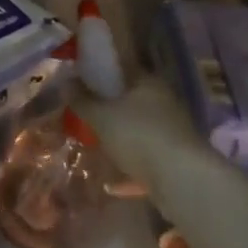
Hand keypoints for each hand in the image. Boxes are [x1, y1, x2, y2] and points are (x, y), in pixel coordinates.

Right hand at [80, 73, 211, 194]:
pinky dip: (132, 158)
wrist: (181, 179)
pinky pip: (147, 151)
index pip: (122, 68)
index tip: (81, 83)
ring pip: (140, 125)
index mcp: (148, 82)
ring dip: (122, 133)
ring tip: (98, 143)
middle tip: (86, 115)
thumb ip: (82, 99)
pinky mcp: (177, 155)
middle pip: (132, 97)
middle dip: (110, 106)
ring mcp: (174, 128)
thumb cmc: (137, 136)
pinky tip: (114, 178)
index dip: (101, 73)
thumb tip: (66, 82)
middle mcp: (165, 100)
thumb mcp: (100, 116)